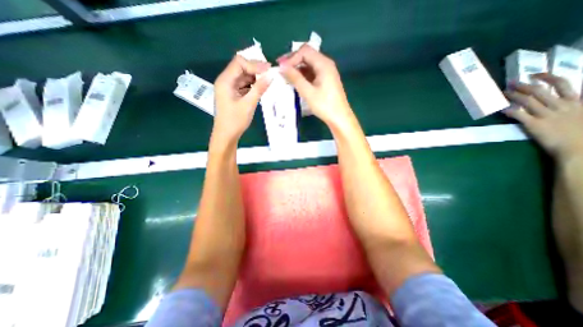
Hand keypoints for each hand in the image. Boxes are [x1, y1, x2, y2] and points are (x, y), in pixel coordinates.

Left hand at [214, 55, 272, 142]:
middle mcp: (226, 81)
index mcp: (225, 81)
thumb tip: (271, 75)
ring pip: (243, 76)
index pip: (239, 63)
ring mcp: (229, 87)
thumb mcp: (248, 104)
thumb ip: (259, 88)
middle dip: (256, 69)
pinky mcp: (233, 94)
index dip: (254, 64)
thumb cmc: (235, 121)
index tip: (269, 70)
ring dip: (255, 77)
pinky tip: (260, 88)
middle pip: (241, 67)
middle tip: (270, 75)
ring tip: (267, 82)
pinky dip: (252, 85)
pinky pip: (243, 85)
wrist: (226, 135)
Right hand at [276, 43, 352, 127]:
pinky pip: (312, 73)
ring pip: (309, 65)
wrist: (339, 118)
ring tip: (286, 77)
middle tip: (281, 70)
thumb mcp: (308, 92)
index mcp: (323, 64)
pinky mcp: (325, 80)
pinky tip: (296, 82)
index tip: (281, 67)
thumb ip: (295, 78)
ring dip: (297, 69)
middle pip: (307, 55)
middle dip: (293, 61)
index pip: (304, 51)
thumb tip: (282, 66)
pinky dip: (303, 75)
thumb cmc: (325, 105)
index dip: (291, 57)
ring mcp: (326, 72)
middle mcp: (326, 64)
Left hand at [506, 73, 582, 161]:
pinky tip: (501, 109)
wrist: (580, 148)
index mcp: (576, 101)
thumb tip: (567, 96)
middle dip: (522, 85)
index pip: (562, 83)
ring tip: (502, 93)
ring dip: (513, 96)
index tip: (534, 74)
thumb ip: (576, 103)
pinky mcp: (534, 125)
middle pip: (539, 91)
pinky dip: (509, 111)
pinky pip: (519, 115)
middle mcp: (561, 105)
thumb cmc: (582, 132)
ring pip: (527, 101)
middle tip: (510, 83)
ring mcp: (546, 115)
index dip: (547, 77)